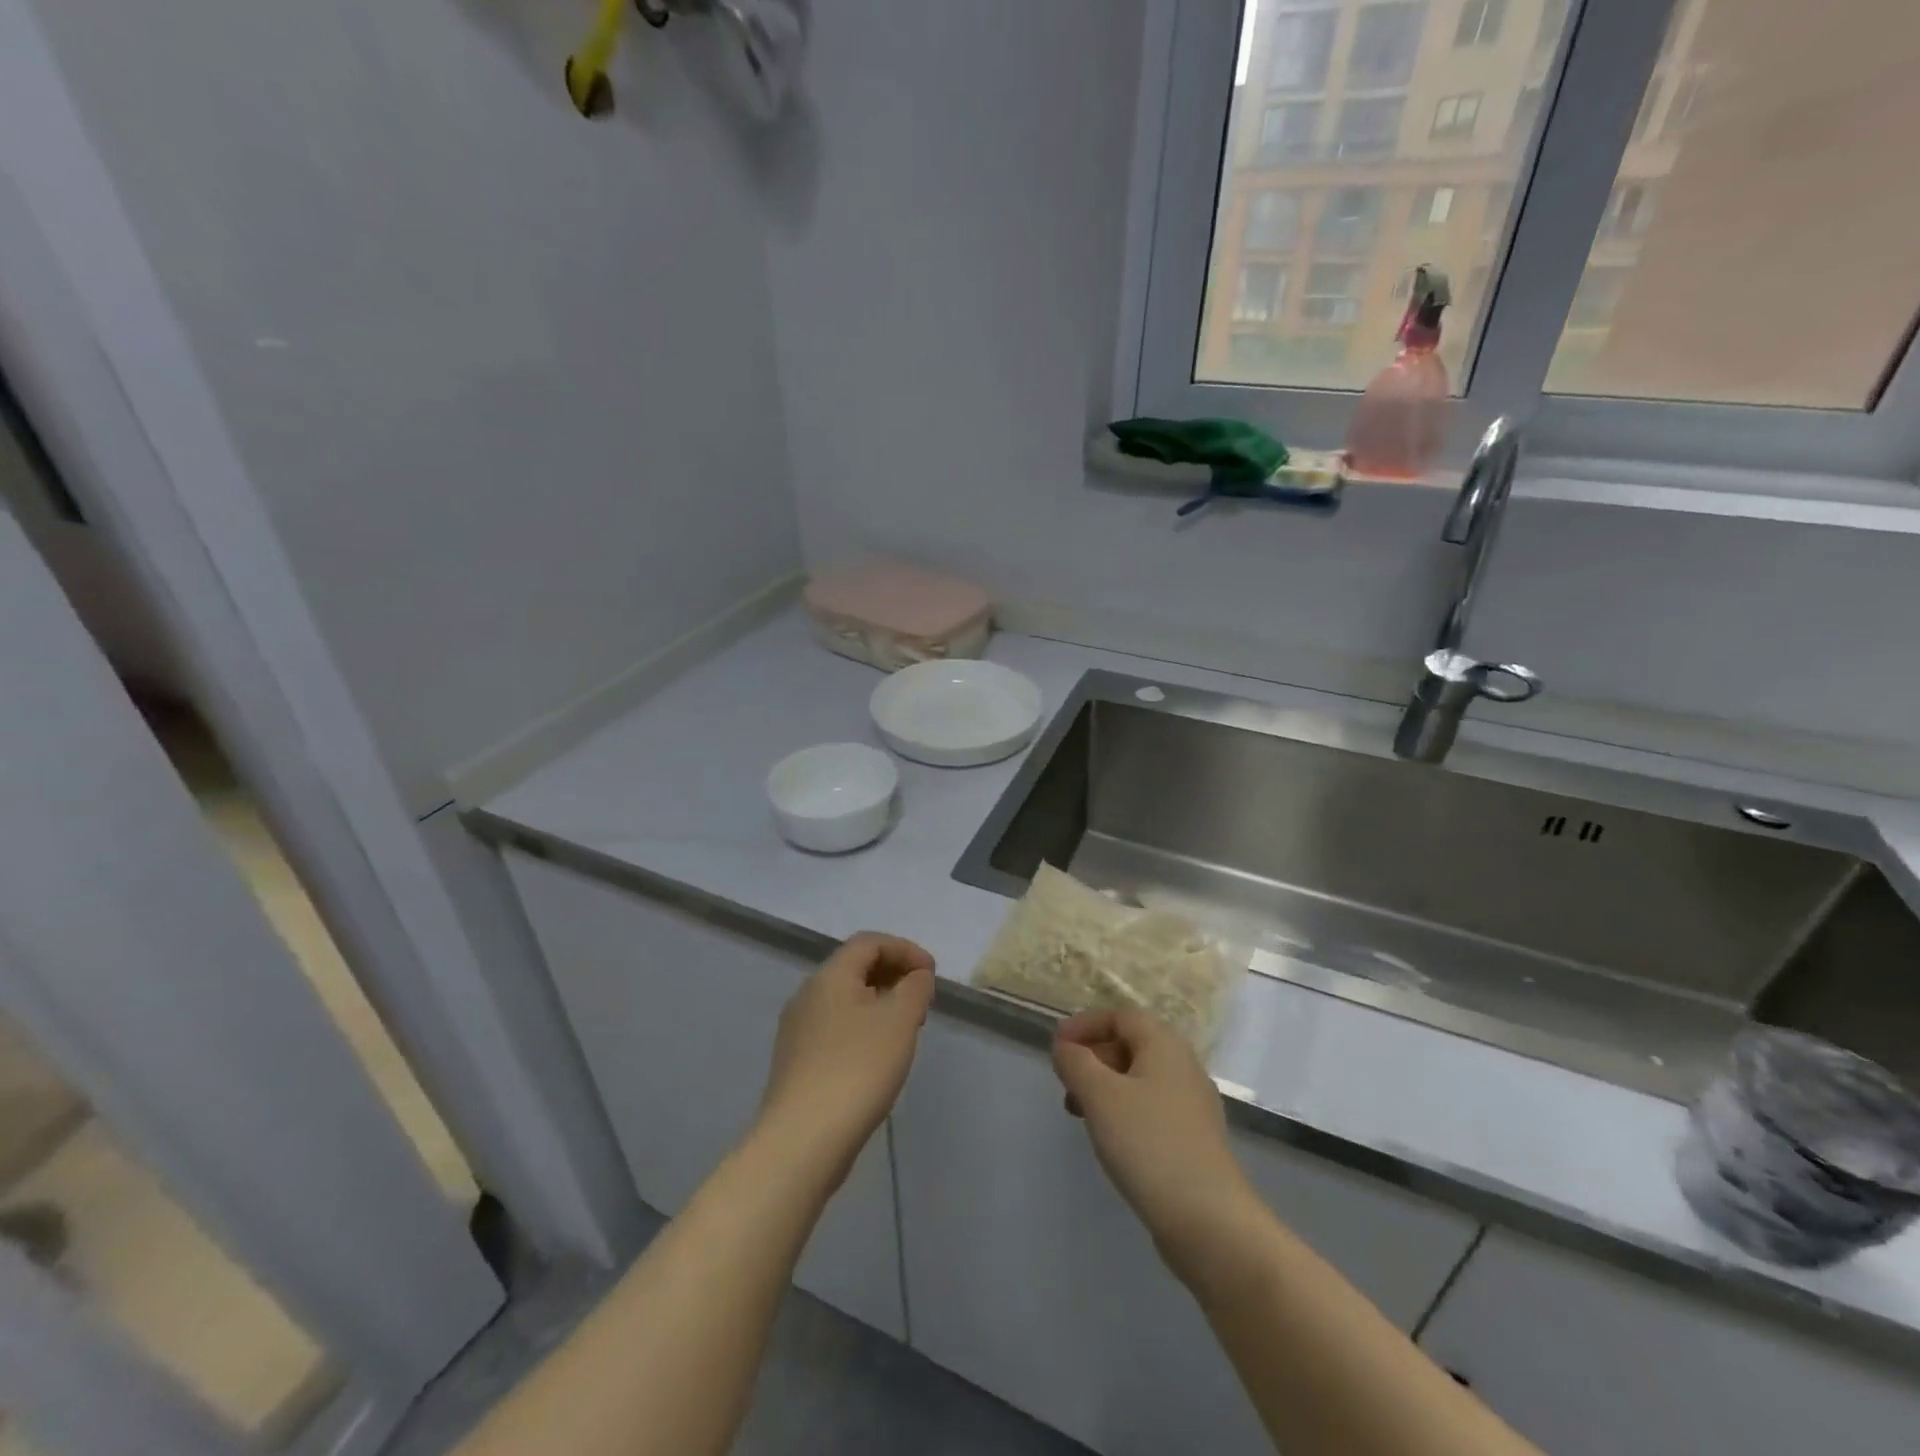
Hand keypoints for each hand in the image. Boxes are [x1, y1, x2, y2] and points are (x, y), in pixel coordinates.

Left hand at [755, 933, 935, 1186]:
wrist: (802, 1141)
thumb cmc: (857, 1069)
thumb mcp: (899, 1020)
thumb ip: (915, 988)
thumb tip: (916, 976)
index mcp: (830, 976)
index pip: (869, 943)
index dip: (905, 949)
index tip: (932, 974)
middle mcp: (807, 995)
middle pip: (855, 968)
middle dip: (893, 975)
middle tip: (923, 1000)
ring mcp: (797, 1030)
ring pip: (845, 1000)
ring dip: (880, 1002)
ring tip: (907, 1028)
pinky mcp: (797, 1062)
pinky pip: (836, 1027)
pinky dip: (863, 1027)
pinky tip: (879, 1056)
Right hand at [1053, 1009, 1257, 1264]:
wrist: (1210, 1221)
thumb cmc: (1149, 1144)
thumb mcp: (1100, 1095)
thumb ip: (1076, 1063)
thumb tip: (1065, 1047)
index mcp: (1165, 1045)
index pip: (1120, 1016)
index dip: (1085, 1024)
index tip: (1056, 1045)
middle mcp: (1183, 1067)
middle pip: (1132, 1044)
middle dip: (1093, 1056)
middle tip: (1065, 1081)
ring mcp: (1192, 1106)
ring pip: (1139, 1079)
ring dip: (1104, 1086)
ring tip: (1078, 1113)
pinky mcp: (1193, 1140)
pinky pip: (1150, 1108)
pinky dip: (1122, 1111)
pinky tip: (1109, 1139)